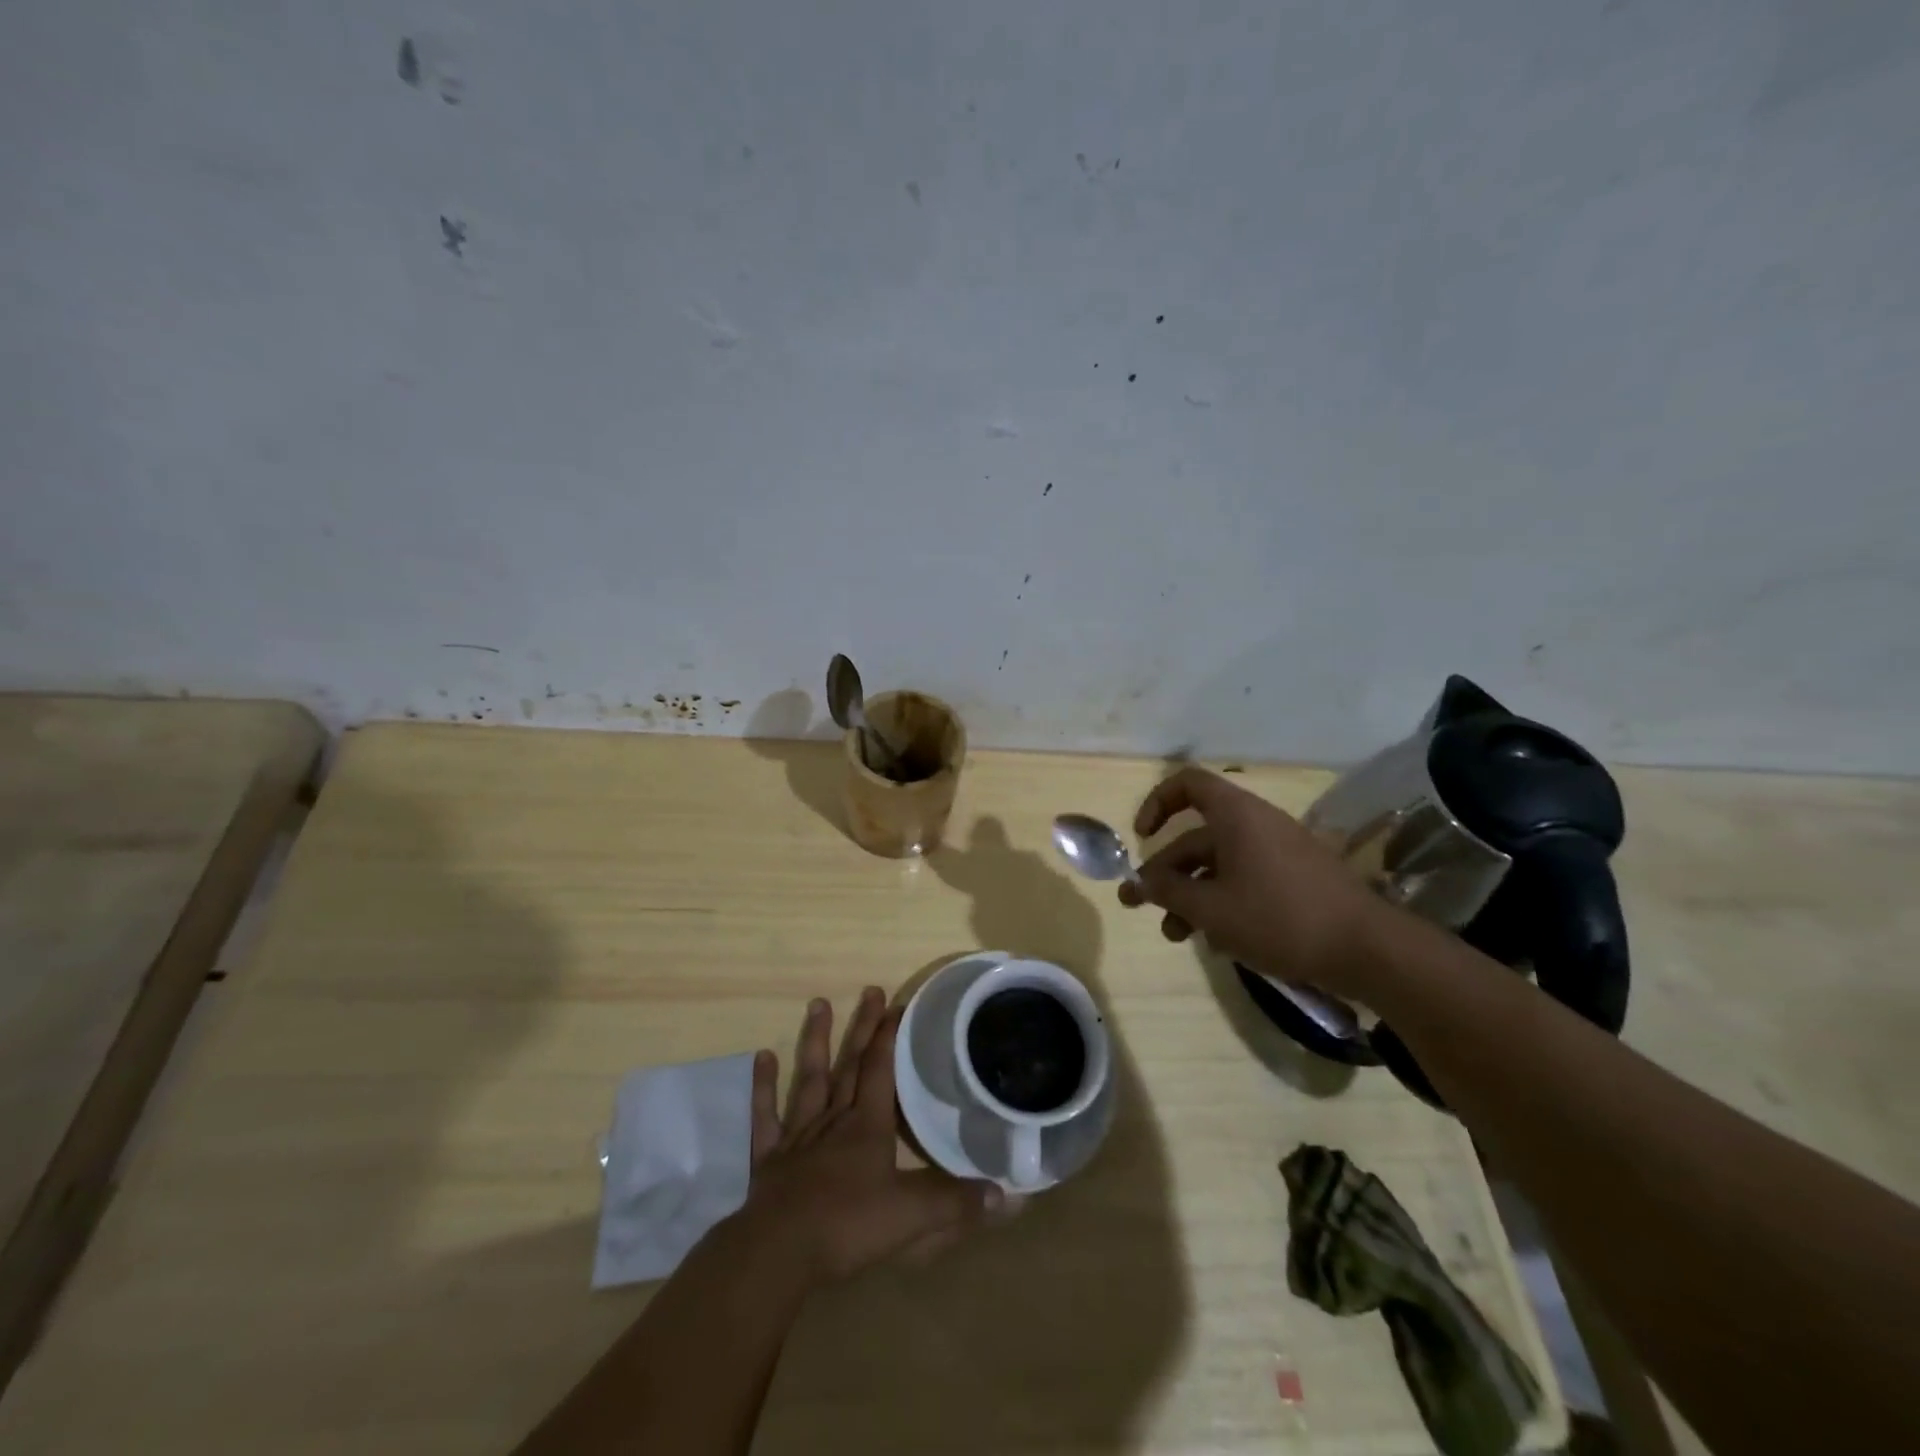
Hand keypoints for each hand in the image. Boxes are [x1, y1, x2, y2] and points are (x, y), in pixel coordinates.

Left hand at [735, 988, 1001, 1285]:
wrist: (778, 1253)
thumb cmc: (848, 1226)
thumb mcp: (912, 1217)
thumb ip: (957, 1203)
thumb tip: (1009, 1197)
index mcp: (867, 1127)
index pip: (882, 1070)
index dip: (891, 1036)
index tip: (900, 1004)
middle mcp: (834, 1120)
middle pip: (850, 1064)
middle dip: (863, 1027)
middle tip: (870, 990)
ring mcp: (798, 1136)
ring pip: (809, 1078)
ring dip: (815, 1041)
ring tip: (818, 1003)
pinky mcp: (770, 1158)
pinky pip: (766, 1116)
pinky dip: (764, 1087)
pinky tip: (762, 1058)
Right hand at [1117, 766, 1394, 1000]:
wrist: (1367, 949)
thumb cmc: (1279, 918)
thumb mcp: (1211, 908)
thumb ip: (1168, 892)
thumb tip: (1138, 882)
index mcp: (1236, 816)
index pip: (1187, 784)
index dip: (1157, 803)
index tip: (1141, 838)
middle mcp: (1256, 825)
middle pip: (1196, 837)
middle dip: (1165, 872)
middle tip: (1139, 905)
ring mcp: (1278, 853)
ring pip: (1218, 866)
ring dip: (1190, 895)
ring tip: (1174, 934)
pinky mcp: (1295, 880)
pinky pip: (1244, 880)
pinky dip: (1222, 902)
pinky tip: (1214, 940)